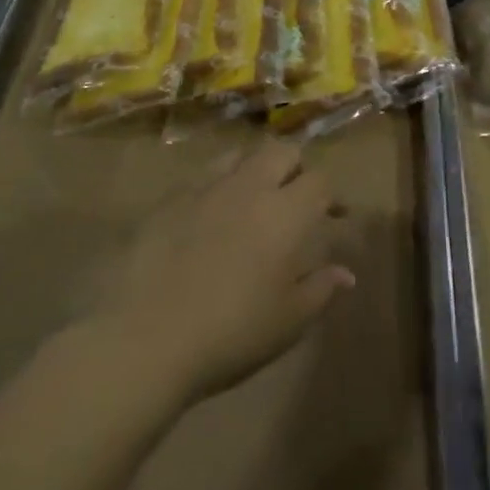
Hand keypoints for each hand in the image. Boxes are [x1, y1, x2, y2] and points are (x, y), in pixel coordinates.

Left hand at [101, 139, 354, 402]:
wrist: (143, 339)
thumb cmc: (231, 333)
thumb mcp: (288, 321)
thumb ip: (321, 289)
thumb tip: (346, 273)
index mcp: (286, 213)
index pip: (320, 180)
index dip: (332, 195)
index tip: (335, 217)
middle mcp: (249, 187)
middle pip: (282, 151)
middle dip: (295, 168)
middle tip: (296, 199)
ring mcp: (205, 189)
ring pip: (239, 156)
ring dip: (254, 169)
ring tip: (252, 200)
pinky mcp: (167, 201)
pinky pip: (200, 178)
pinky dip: (216, 188)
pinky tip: (208, 219)